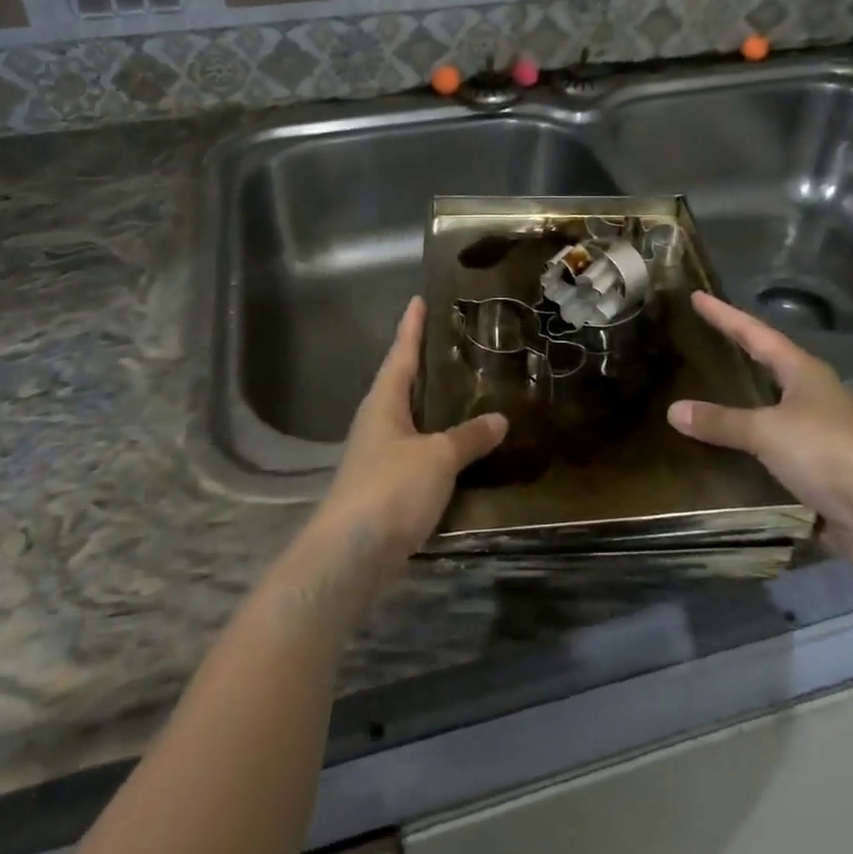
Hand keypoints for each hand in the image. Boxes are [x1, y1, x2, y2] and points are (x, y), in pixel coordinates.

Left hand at [312, 297, 507, 568]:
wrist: (352, 553)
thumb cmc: (392, 488)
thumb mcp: (438, 457)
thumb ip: (469, 437)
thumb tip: (500, 418)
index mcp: (384, 402)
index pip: (401, 354)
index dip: (411, 327)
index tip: (419, 300)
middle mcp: (377, 422)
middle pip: (402, 382)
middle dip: (424, 363)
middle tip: (451, 341)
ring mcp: (378, 454)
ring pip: (409, 418)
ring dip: (432, 404)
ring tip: (462, 389)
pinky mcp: (385, 485)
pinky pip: (416, 450)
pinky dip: (436, 441)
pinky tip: (457, 447)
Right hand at [669, 291, 852, 568]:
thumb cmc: (826, 451)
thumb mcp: (766, 431)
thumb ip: (721, 421)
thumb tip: (673, 410)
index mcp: (803, 372)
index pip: (755, 333)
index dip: (725, 315)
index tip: (698, 296)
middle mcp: (814, 395)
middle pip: (770, 364)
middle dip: (739, 353)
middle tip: (705, 340)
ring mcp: (822, 431)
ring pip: (774, 407)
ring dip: (745, 402)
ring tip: (709, 394)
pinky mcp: (823, 467)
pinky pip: (776, 446)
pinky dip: (752, 444)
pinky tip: (729, 450)